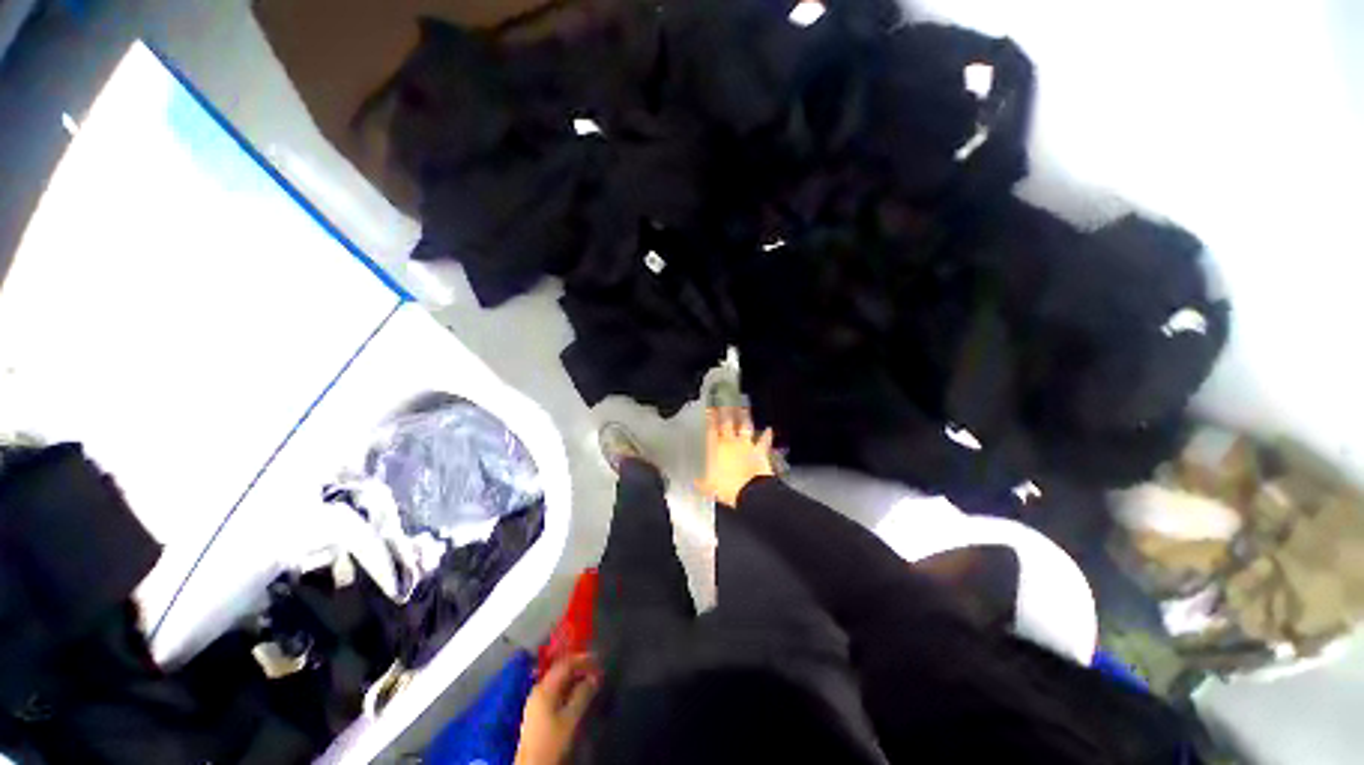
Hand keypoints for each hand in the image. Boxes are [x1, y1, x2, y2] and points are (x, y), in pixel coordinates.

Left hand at [515, 654, 600, 764]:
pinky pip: (556, 693)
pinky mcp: (537, 714)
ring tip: (591, 683)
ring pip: (559, 683)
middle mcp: (538, 691)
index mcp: (544, 688)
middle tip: (597, 671)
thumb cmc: (552, 741)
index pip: (565, 664)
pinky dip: (569, 690)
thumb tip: (595, 677)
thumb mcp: (571, 719)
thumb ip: (583, 694)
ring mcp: (536, 702)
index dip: (583, 659)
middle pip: (561, 671)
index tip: (599, 660)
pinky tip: (577, 696)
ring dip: (575, 680)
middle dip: (580, 669)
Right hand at [696, 407, 775, 506]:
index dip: (710, 417)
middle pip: (727, 423)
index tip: (709, 408)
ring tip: (743, 408)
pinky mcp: (760, 451)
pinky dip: (767, 435)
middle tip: (725, 401)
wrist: (750, 491)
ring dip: (744, 417)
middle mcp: (730, 442)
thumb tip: (695, 481)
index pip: (711, 429)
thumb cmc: (726, 487)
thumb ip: (701, 482)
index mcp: (715, 448)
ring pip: (745, 427)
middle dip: (725, 411)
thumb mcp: (707, 487)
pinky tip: (769, 429)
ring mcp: (746, 445)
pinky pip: (764, 441)